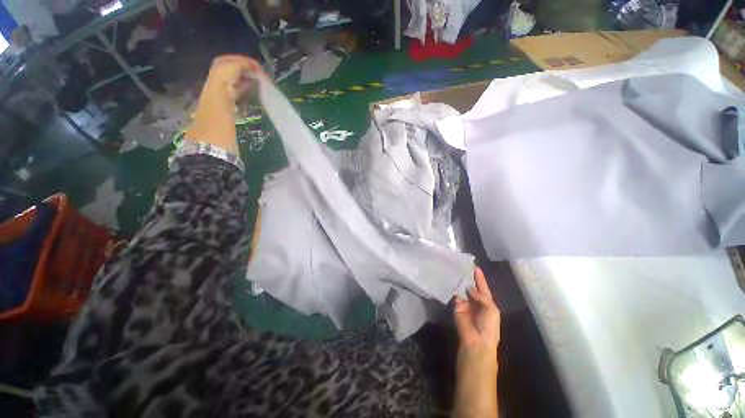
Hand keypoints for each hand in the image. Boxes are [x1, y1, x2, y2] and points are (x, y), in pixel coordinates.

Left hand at [186, 55, 262, 153]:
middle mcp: (212, 94)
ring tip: (258, 85)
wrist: (207, 162)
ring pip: (226, 83)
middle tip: (260, 77)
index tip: (261, 72)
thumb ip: (231, 94)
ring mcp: (215, 105)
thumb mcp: (223, 113)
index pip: (225, 66)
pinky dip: (240, 93)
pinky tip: (250, 99)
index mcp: (214, 92)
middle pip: (223, 70)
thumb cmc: (218, 141)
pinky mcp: (220, 116)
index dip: (242, 63)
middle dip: (242, 68)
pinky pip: (229, 97)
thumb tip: (248, 73)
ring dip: (242, 80)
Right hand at [454, 266, 499, 350]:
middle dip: (468, 276)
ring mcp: (465, 302)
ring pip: (462, 288)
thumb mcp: (492, 309)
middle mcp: (475, 300)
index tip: (475, 266)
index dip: (479, 277)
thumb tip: (469, 287)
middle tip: (462, 264)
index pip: (482, 286)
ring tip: (455, 269)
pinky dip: (454, 287)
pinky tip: (451, 278)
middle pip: (471, 285)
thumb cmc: (489, 326)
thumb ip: (481, 296)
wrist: (476, 341)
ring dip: (460, 280)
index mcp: (487, 301)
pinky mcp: (456, 305)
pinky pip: (455, 294)